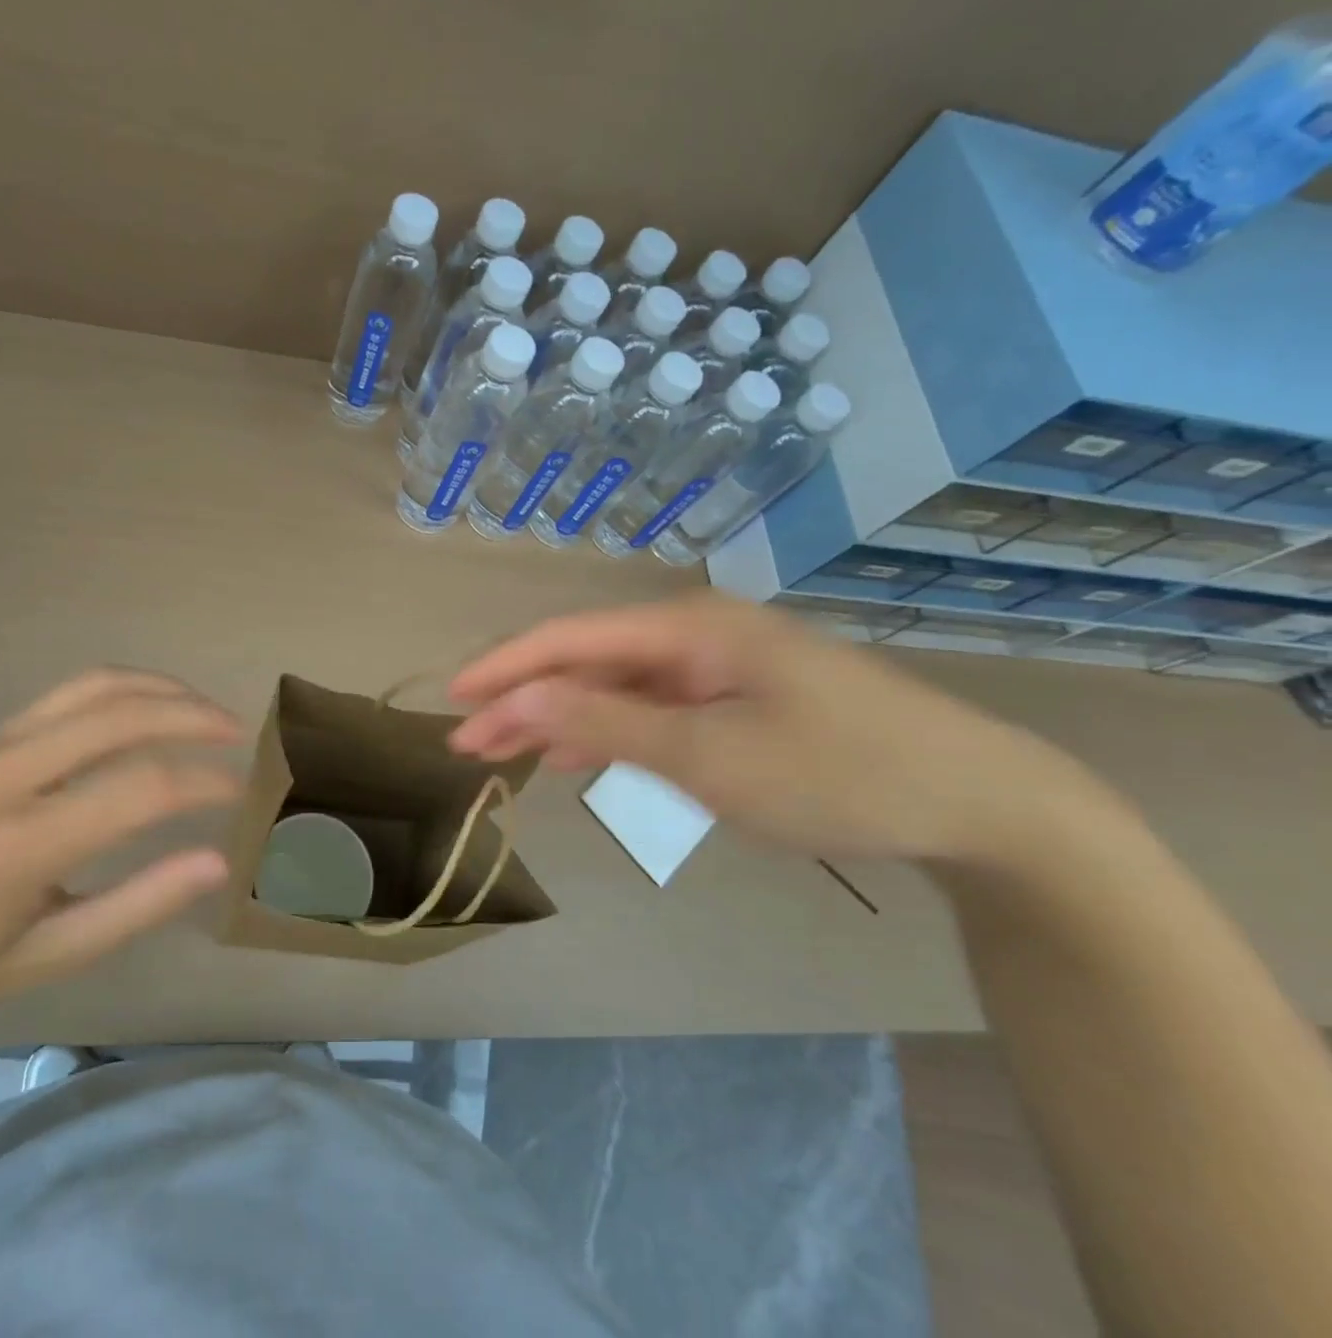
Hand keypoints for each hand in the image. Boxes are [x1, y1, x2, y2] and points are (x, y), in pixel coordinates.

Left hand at [0, 669, 240, 1022]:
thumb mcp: (51, 957)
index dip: (204, 783)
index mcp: (22, 846)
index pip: (140, 790)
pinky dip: (126, 688)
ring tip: (206, 709)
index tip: (241, 792)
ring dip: (163, 690)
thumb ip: (139, 906)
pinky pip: (69, 692)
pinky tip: (154, 705)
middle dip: (194, 716)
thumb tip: (216, 861)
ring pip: (96, 687)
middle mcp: (6, 777)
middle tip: (239, 733)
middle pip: (122, 716)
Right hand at [449, 593, 1117, 863]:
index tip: (452, 701)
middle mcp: (694, 632)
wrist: (978, 802)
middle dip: (523, 700)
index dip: (503, 668)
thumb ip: (602, 723)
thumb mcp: (706, 756)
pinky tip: (577, 755)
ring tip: (505, 753)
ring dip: (560, 718)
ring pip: (616, 685)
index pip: (567, 639)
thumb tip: (512, 701)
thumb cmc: (836, 773)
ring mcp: (718, 664)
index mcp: (685, 626)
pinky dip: (609, 730)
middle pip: (586, 661)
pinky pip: (653, 706)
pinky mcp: (738, 696)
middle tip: (468, 744)